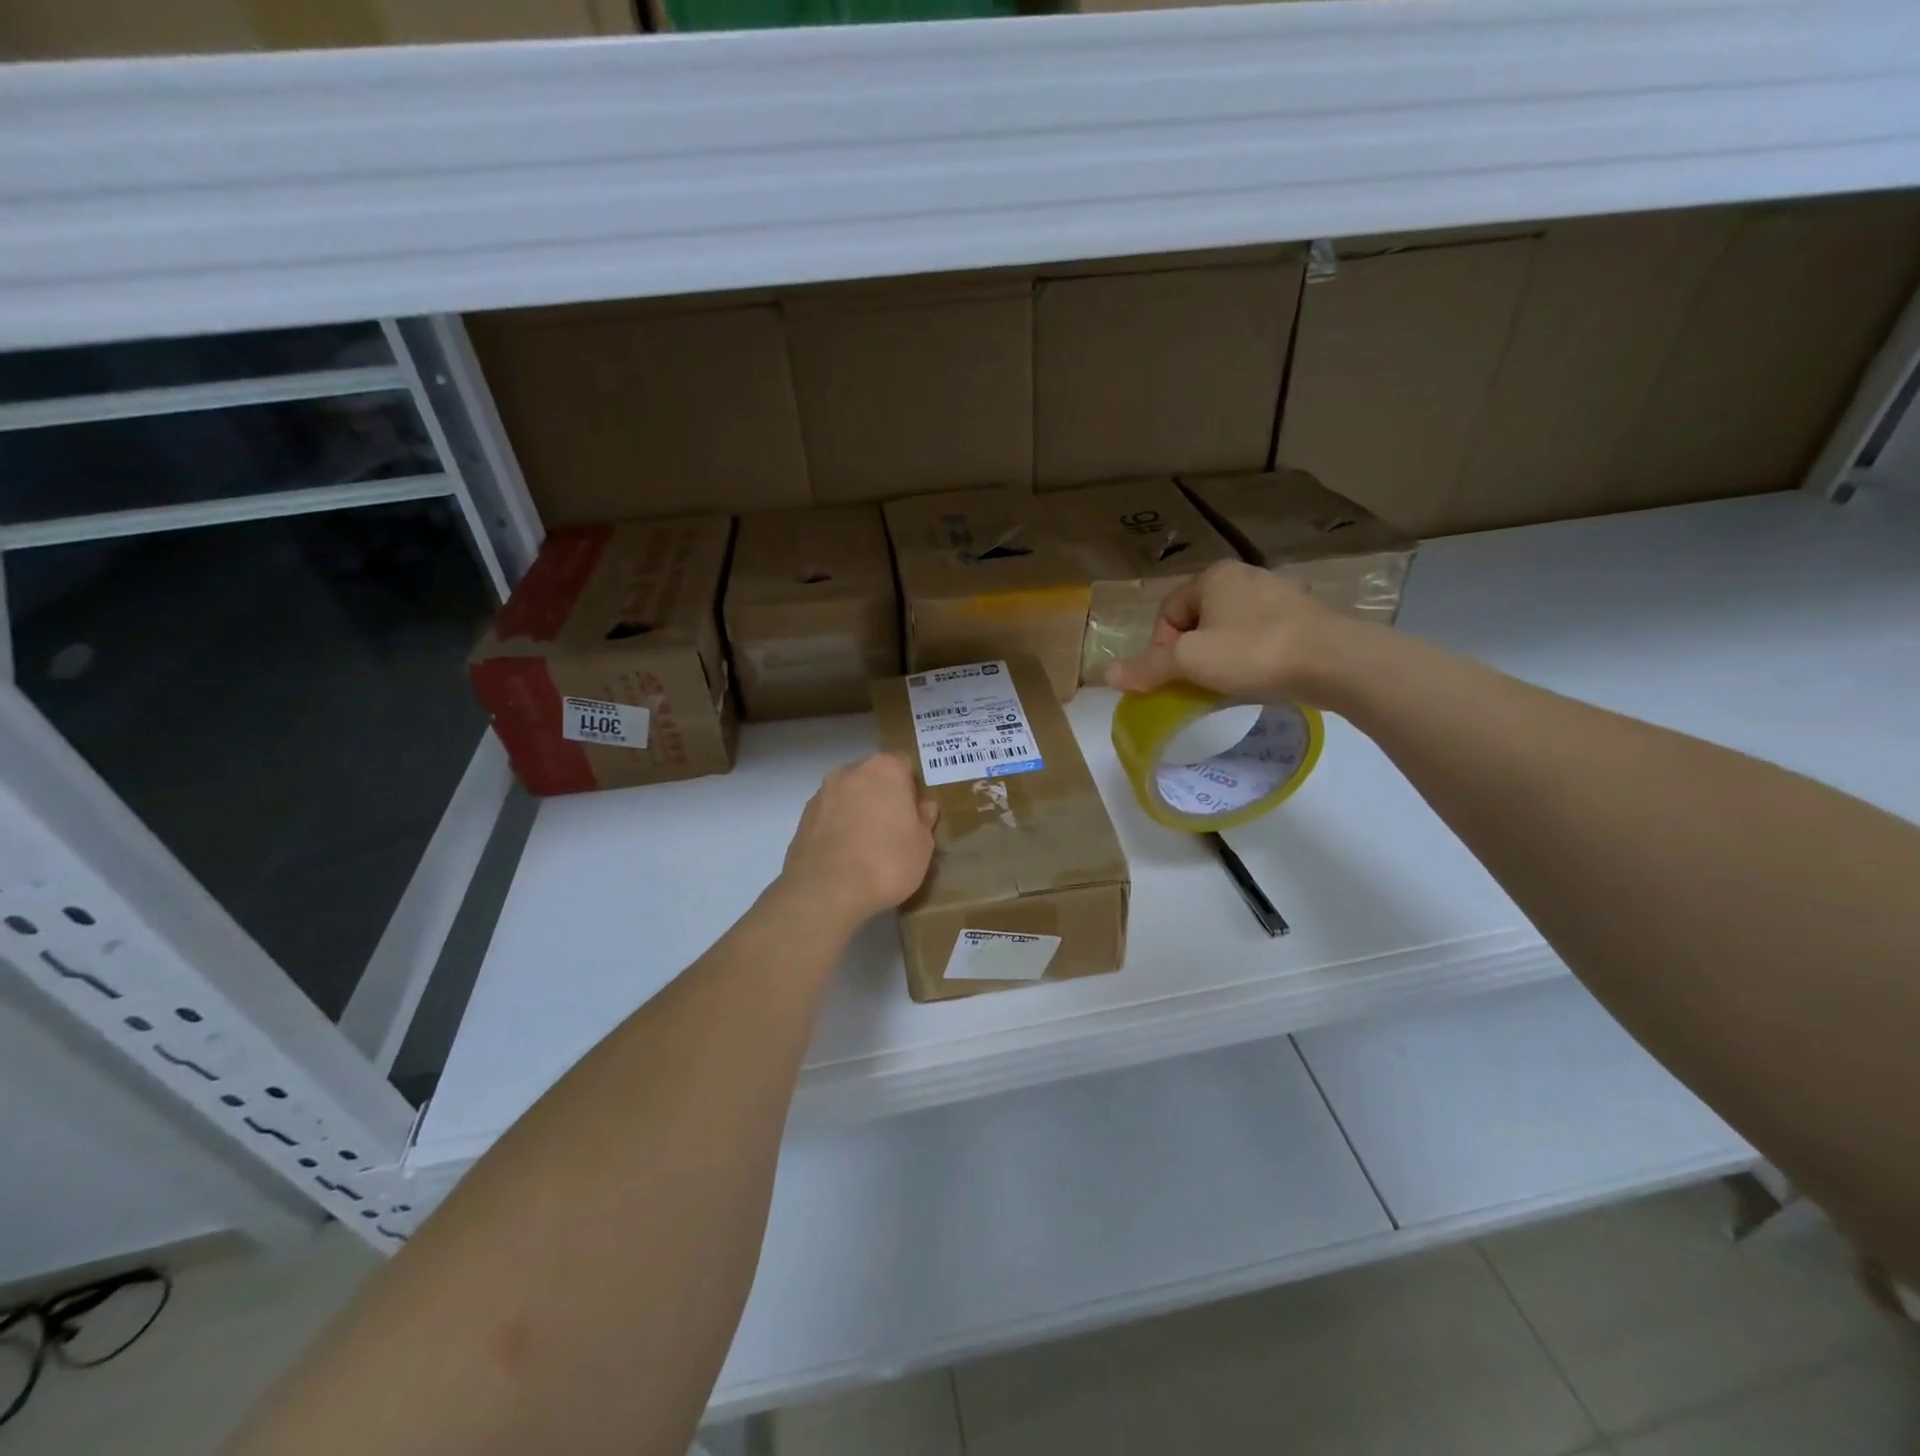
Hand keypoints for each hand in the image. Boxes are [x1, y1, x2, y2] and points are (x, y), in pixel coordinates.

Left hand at [780, 753, 938, 925]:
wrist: (826, 890)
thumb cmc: (887, 861)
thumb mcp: (923, 845)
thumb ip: (924, 820)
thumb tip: (923, 807)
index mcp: (885, 769)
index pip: (904, 765)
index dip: (911, 788)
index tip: (914, 814)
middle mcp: (850, 772)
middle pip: (873, 777)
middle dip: (883, 796)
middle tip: (893, 829)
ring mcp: (822, 793)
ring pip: (848, 795)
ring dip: (858, 810)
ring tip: (866, 846)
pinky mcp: (803, 817)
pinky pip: (829, 815)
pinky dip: (838, 827)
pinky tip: (845, 855)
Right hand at [1106, 560, 1354, 702]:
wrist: (1335, 661)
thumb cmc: (1253, 652)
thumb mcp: (1190, 662)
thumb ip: (1148, 668)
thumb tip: (1108, 674)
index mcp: (1213, 577)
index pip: (1167, 613)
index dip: (1160, 648)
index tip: (1171, 677)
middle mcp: (1244, 576)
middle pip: (1197, 622)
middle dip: (1189, 655)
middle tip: (1195, 685)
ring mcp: (1277, 595)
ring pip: (1228, 631)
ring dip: (1219, 659)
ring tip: (1226, 686)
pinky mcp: (1302, 617)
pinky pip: (1259, 637)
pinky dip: (1249, 659)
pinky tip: (1258, 679)